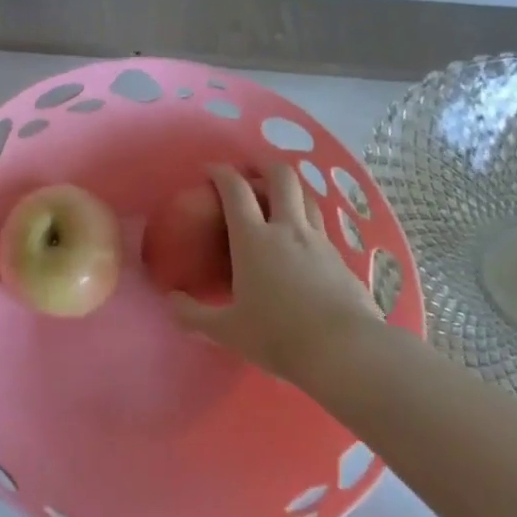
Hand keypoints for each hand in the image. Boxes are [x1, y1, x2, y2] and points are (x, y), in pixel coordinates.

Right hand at [171, 162, 381, 384]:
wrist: (345, 351)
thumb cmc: (278, 336)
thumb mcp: (227, 330)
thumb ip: (193, 315)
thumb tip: (171, 301)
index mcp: (253, 240)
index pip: (235, 190)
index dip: (221, 173)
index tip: (210, 169)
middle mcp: (287, 229)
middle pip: (281, 177)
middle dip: (263, 165)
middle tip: (250, 171)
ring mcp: (319, 241)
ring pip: (306, 196)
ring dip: (290, 189)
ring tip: (278, 198)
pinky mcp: (341, 259)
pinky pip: (321, 226)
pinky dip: (307, 221)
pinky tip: (301, 241)